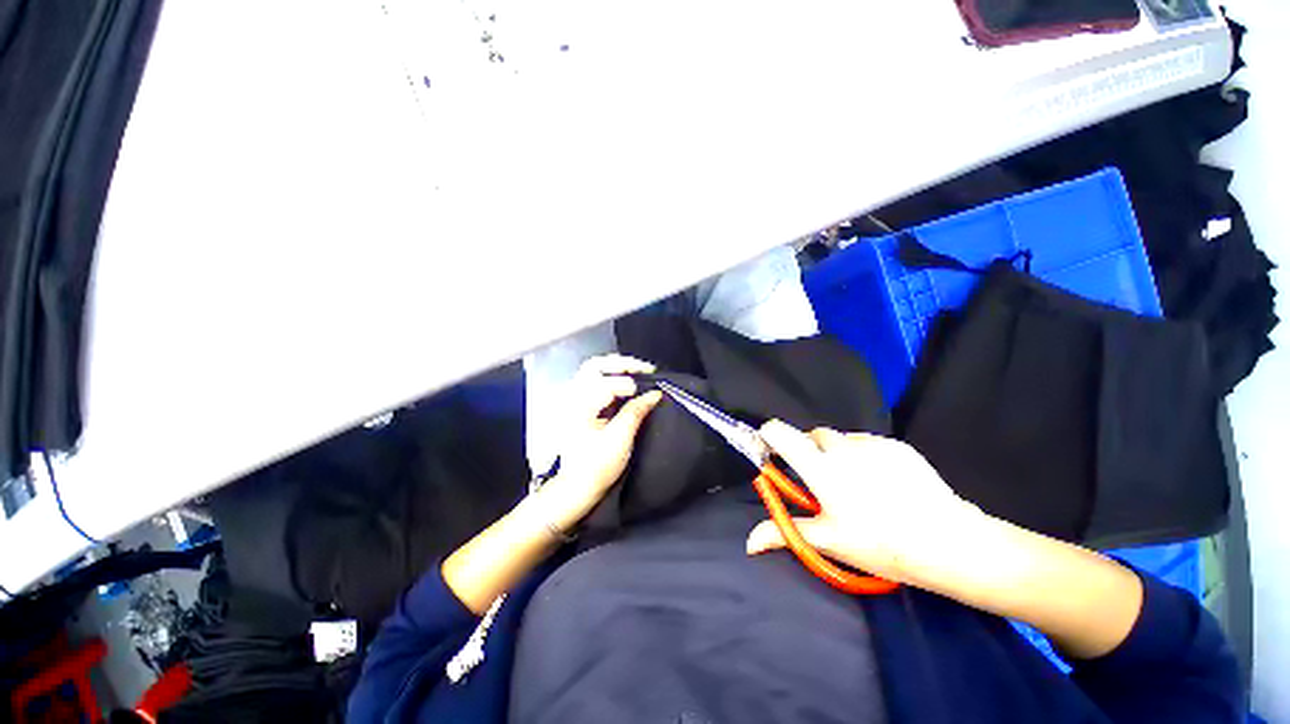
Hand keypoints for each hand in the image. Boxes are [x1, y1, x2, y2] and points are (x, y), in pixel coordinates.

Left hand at [536, 355, 662, 530]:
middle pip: (596, 365)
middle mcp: (573, 396)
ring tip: (639, 373)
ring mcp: (573, 399)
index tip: (652, 391)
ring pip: (594, 370)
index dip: (631, 385)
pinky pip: (595, 381)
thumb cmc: (597, 465)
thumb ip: (636, 411)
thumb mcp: (620, 439)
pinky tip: (627, 383)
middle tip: (646, 370)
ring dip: (617, 368)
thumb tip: (655, 393)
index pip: (607, 383)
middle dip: (622, 364)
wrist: (576, 486)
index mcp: (580, 404)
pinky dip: (612, 378)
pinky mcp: (579, 405)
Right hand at [746, 420, 987, 587]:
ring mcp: (871, 443)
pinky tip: (883, 482)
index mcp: (819, 467)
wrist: (948, 543)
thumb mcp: (828, 541)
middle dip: (809, 450)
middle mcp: (841, 447)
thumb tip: (749, 542)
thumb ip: (784, 533)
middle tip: (821, 480)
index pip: (780, 432)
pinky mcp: (896, 445)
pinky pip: (868, 443)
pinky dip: (864, 455)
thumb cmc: (880, 544)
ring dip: (837, 453)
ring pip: (841, 439)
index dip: (770, 436)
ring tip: (856, 483)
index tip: (773, 452)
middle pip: (812, 434)